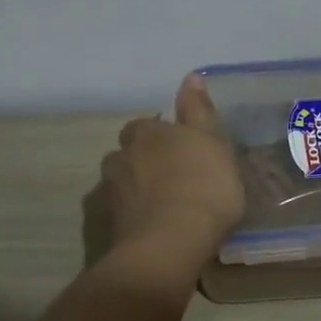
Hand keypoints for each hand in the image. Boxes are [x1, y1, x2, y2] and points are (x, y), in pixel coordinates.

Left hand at [87, 75, 244, 272]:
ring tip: (160, 206)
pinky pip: (121, 215)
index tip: (180, 149)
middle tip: (171, 178)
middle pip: (128, 153)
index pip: (146, 125)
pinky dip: (132, 217)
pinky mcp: (108, 228)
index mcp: (146, 133)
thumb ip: (199, 110)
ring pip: (121, 184)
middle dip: (143, 161)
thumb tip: (191, 76)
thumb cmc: (202, 186)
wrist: (169, 245)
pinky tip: (150, 229)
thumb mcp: (212, 142)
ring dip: (136, 190)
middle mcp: (121, 157)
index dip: (161, 135)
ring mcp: (110, 194)